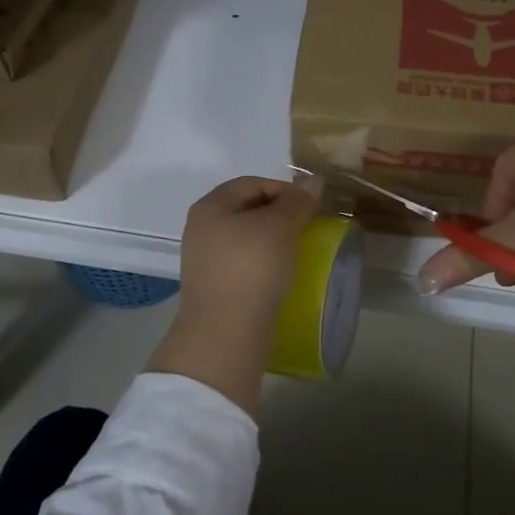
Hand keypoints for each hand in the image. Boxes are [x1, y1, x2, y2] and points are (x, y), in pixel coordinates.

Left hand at [147, 176, 319, 417]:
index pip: (250, 183)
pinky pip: (245, 264)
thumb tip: (313, 181)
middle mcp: (201, 229)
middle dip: (280, 214)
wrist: (226, 333)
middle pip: (247, 209)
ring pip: (247, 238)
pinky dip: (266, 263)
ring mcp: (206, 260)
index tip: (311, 204)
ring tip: (299, 249)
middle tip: (308, 225)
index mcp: (210, 207)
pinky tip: (284, 273)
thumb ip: (297, 202)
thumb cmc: (251, 268)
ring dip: (274, 240)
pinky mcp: (216, 287)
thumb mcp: (280, 227)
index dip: (283, 188)